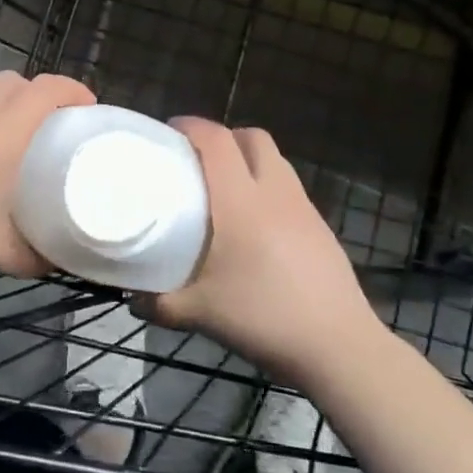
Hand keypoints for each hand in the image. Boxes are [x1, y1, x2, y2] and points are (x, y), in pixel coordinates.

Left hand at [0, 70, 95, 281]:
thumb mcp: (1, 249)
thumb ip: (35, 254)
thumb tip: (58, 261)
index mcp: (3, 128)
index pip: (46, 89)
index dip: (73, 90)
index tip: (89, 109)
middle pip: (15, 81)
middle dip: (40, 94)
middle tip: (53, 126)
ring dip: (8, 105)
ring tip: (17, 141)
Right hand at [138, 118, 377, 381]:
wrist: (339, 346)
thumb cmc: (264, 318)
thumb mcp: (202, 313)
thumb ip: (161, 303)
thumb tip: (133, 298)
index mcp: (240, 201)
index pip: (216, 140)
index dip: (192, 126)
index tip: (170, 131)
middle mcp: (274, 192)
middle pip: (252, 137)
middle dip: (224, 137)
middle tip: (199, 159)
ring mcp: (303, 207)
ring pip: (275, 160)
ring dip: (249, 160)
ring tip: (227, 188)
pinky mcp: (320, 227)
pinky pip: (289, 188)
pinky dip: (268, 187)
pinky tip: (257, 224)